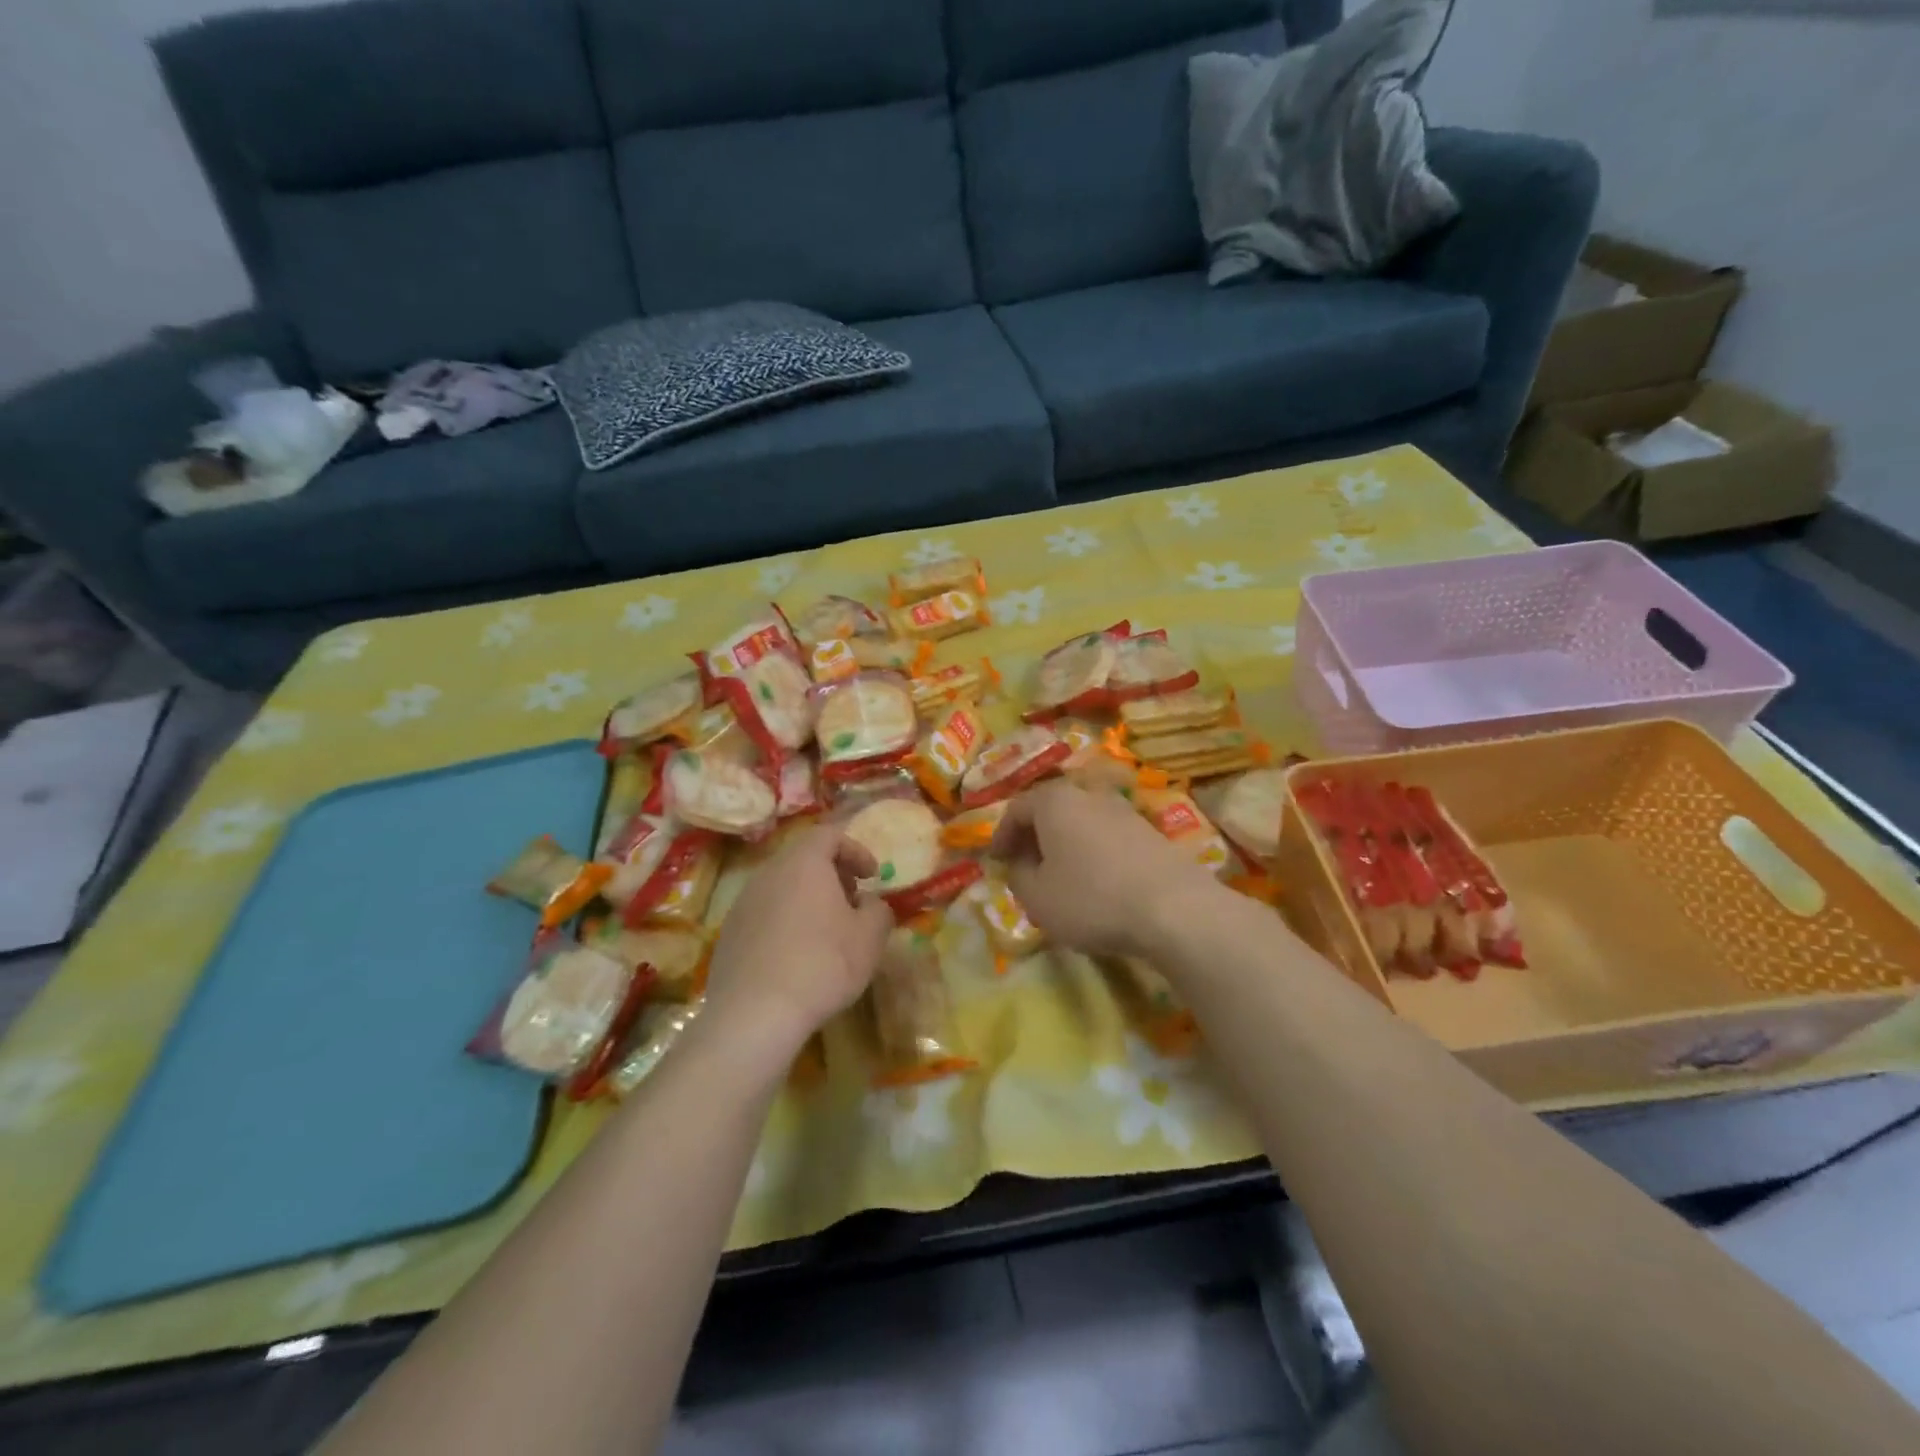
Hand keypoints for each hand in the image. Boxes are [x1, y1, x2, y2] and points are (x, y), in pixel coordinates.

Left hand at [701, 823, 892, 1060]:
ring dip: (808, 898)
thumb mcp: (869, 937)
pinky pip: (765, 913)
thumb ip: (877, 909)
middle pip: (803, 858)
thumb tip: (868, 903)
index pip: (829, 834)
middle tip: (852, 901)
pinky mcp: (729, 933)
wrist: (754, 1014)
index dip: (856, 850)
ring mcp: (743, 902)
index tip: (872, 876)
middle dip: (832, 874)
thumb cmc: (822, 964)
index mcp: (803, 863)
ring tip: (827, 931)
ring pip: (782, 886)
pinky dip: (786, 921)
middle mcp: (769, 873)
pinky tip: (797, 955)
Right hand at [989, 780, 1225, 958]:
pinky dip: (1092, 853)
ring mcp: (1124, 811)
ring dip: (1065, 845)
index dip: (1001, 836)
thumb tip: (1022, 864)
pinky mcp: (1150, 832)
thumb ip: (1019, 875)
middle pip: (1051, 810)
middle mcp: (1089, 795)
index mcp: (1054, 801)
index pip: (1016, 809)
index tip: (995, 861)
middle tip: (1024, 865)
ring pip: (1081, 822)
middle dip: (1034, 836)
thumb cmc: (1092, 898)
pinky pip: (1107, 837)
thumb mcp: (1037, 897)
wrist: (1174, 908)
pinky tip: (1096, 883)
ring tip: (1059, 876)